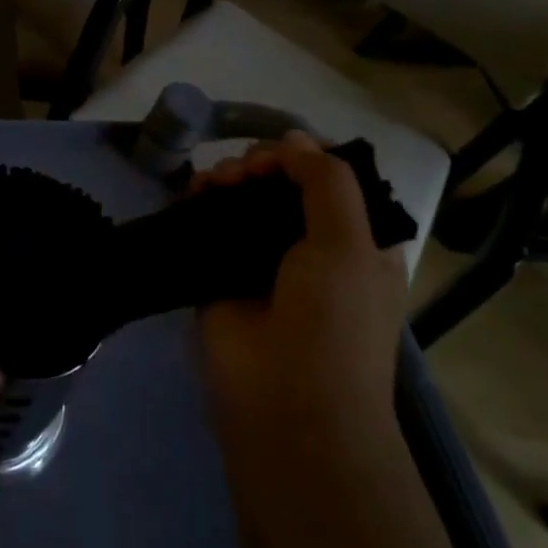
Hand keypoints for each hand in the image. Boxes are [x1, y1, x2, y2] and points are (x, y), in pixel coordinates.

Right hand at [194, 132, 407, 460]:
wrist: (287, 407)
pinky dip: (200, 204)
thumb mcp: (349, 244)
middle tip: (240, 174)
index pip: (329, 179)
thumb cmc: (333, 323)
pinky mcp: (220, 276)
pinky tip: (192, 194)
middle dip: (259, 166)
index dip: (300, 157)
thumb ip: (326, 182)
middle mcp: (310, 248)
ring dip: (228, 180)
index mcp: (355, 242)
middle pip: (281, 185)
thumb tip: (293, 139)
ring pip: (242, 202)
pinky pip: (210, 228)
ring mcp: (262, 263)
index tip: (274, 156)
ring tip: (213, 184)